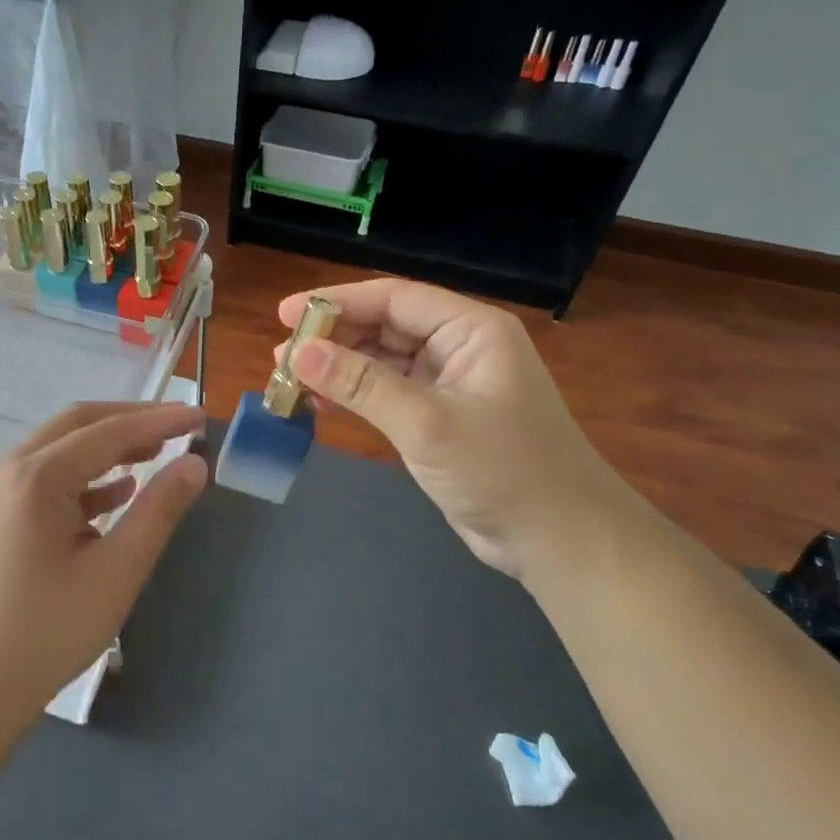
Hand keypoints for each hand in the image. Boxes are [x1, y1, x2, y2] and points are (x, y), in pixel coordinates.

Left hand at [0, 403, 207, 715]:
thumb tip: (194, 463)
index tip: (200, 415)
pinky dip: (85, 477)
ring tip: (155, 455)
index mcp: (36, 476)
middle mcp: (10, 468)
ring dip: (107, 447)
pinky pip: (46, 477)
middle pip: (78, 425)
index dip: (158, 420)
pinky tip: (118, 493)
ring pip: (61, 448)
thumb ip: (158, 510)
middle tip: (177, 429)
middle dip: (130, 421)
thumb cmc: (49, 629)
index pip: (108, 431)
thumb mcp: (116, 570)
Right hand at [278, 280, 629, 579]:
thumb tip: (298, 353)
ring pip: (381, 362)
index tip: (285, 314)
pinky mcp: (438, 419)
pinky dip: (353, 397)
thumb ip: (362, 384)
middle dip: (332, 339)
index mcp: (471, 330)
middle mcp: (459, 348)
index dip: (337, 302)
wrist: (560, 541)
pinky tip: (318, 406)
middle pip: (384, 327)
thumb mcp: (427, 424)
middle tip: (280, 356)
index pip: (394, 299)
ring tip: (288, 379)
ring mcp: (448, 385)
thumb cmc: (503, 471)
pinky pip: (386, 394)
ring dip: (337, 369)